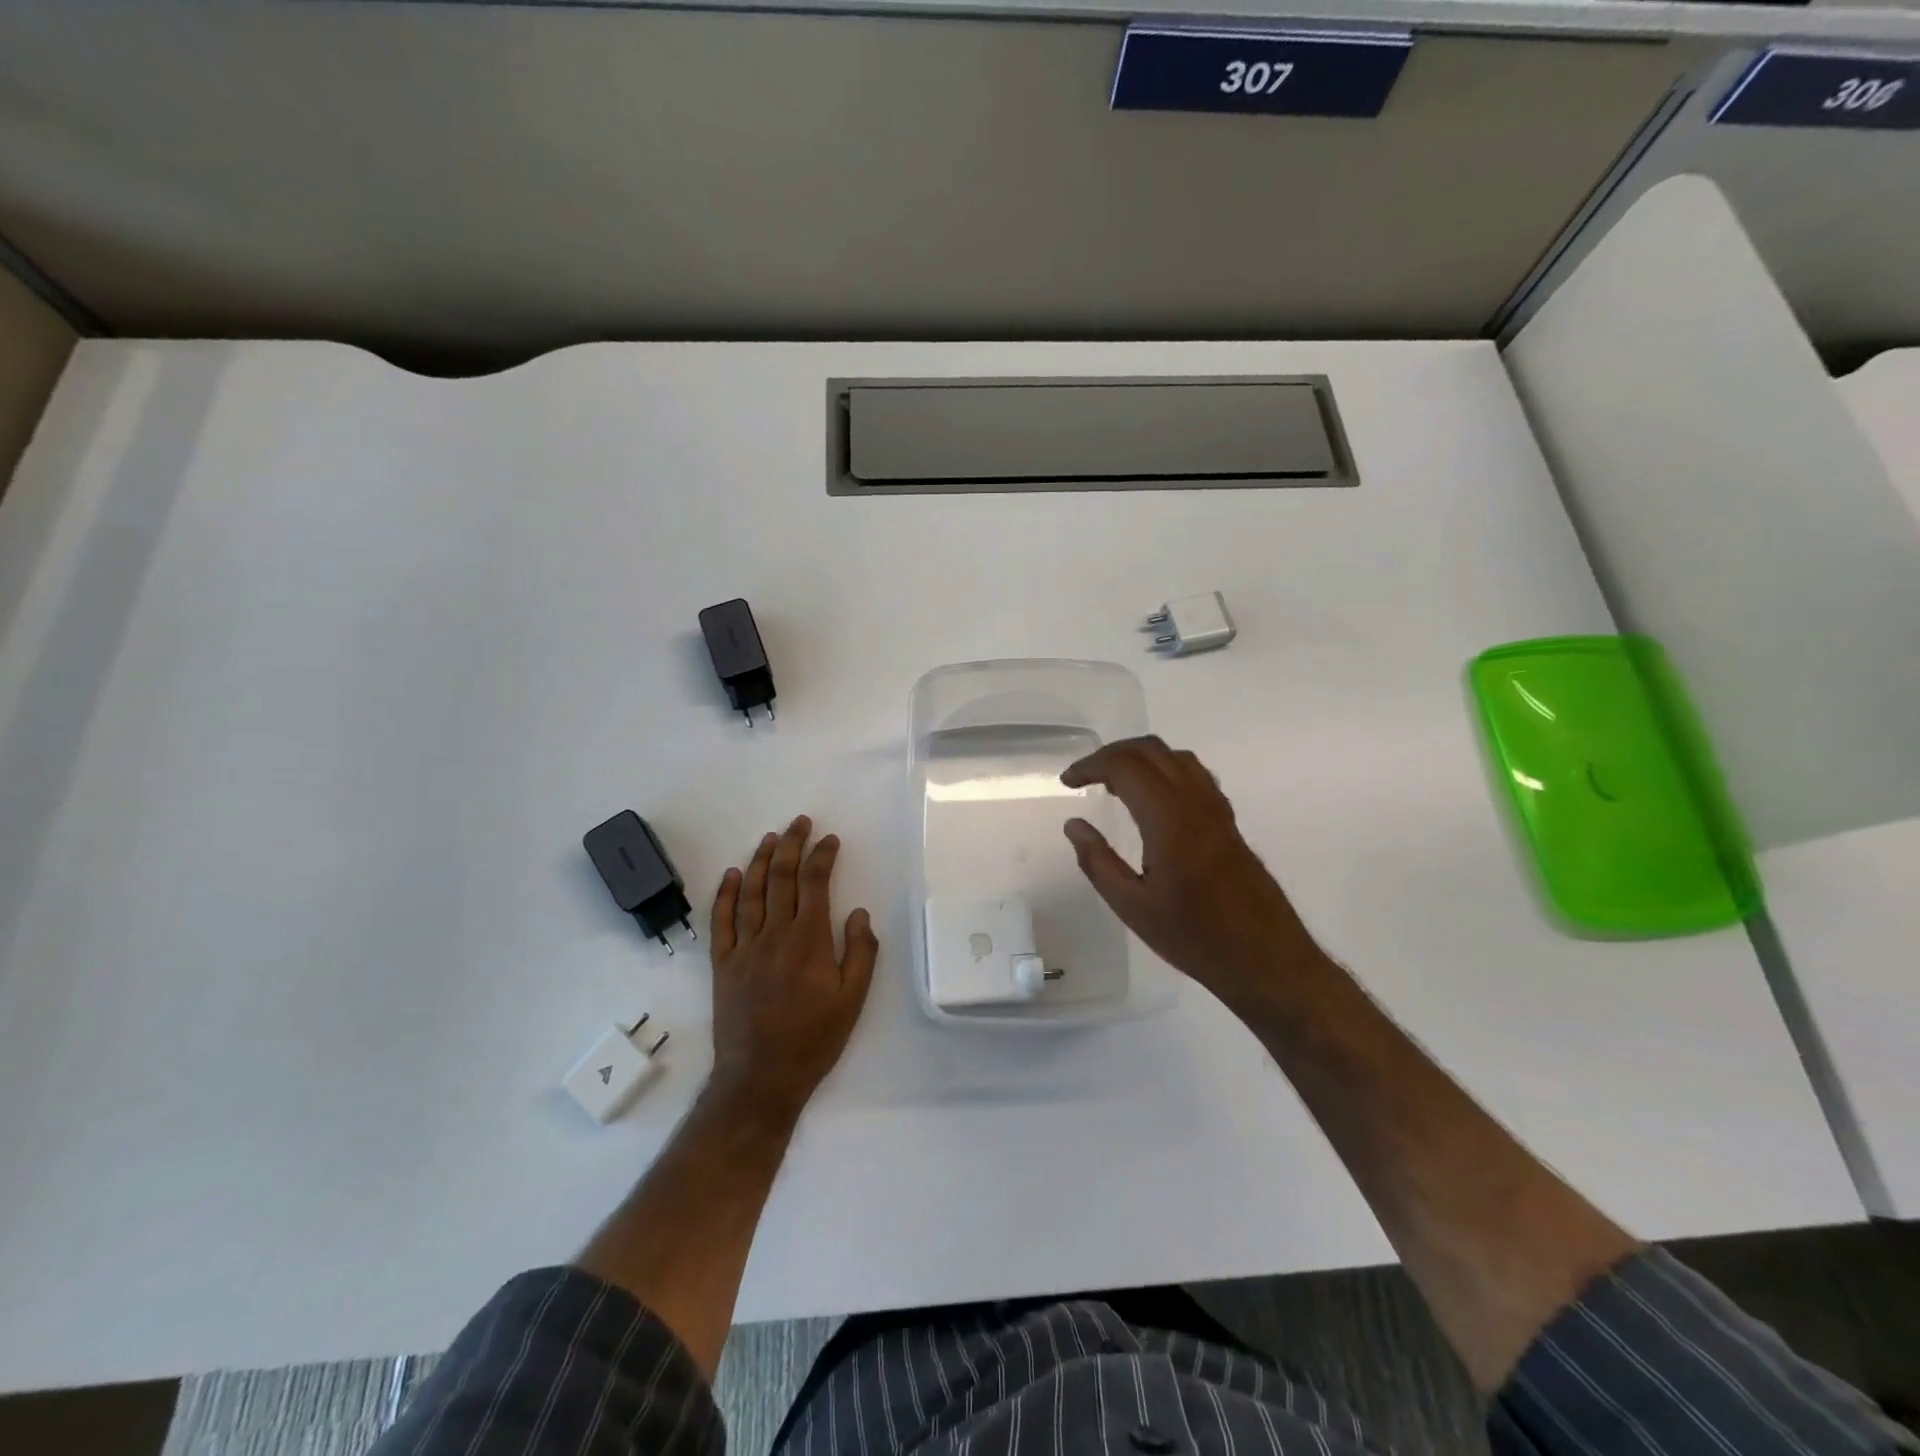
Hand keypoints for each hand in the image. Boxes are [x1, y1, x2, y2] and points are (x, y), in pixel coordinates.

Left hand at [706, 816, 877, 1124]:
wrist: (761, 1077)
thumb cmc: (814, 1039)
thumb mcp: (853, 1000)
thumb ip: (861, 952)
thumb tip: (857, 912)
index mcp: (809, 941)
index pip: (814, 884)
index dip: (822, 856)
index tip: (830, 839)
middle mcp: (774, 935)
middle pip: (781, 878)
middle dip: (792, 845)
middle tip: (800, 822)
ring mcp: (744, 947)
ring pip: (751, 892)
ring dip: (760, 860)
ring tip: (770, 838)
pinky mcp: (722, 964)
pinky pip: (721, 921)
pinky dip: (726, 895)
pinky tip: (732, 875)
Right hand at [1060, 736, 1324, 1005]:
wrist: (1267, 960)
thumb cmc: (1195, 938)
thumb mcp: (1133, 907)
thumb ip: (1098, 861)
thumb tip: (1074, 825)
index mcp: (1169, 820)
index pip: (1125, 767)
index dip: (1091, 765)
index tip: (1067, 782)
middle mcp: (1196, 803)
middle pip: (1151, 751)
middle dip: (1112, 754)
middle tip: (1084, 776)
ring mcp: (1217, 809)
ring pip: (1175, 757)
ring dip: (1140, 758)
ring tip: (1113, 784)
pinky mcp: (1228, 821)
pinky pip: (1194, 774)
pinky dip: (1164, 769)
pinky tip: (1152, 800)